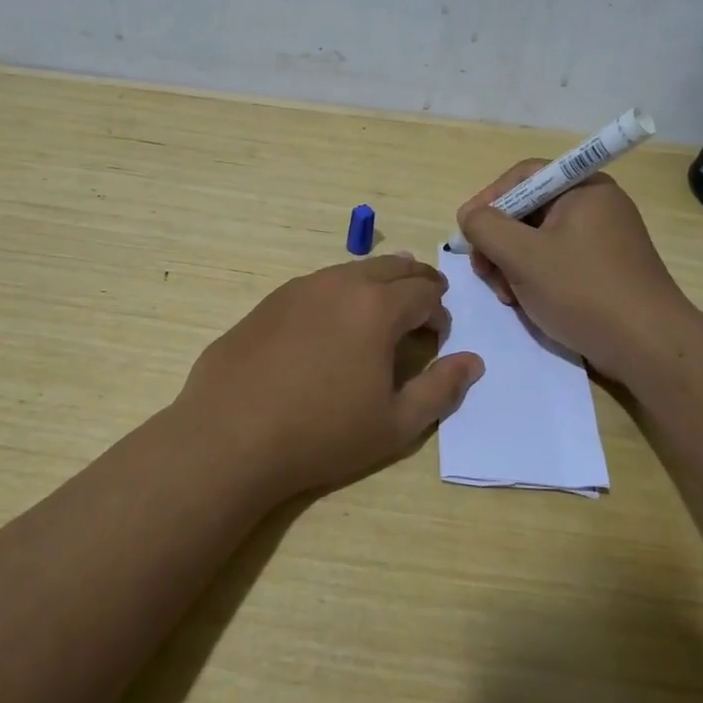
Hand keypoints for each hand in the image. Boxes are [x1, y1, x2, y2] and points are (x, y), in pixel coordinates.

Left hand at [176, 254, 485, 499]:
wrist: (230, 436)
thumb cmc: (321, 434)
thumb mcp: (395, 424)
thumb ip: (441, 389)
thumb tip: (472, 362)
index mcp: (377, 306)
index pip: (425, 291)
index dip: (440, 312)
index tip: (437, 337)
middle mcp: (340, 284)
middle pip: (391, 267)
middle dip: (415, 283)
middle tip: (422, 307)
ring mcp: (299, 288)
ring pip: (351, 271)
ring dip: (376, 285)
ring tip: (380, 310)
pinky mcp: (269, 302)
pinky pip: (318, 285)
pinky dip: (339, 294)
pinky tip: (329, 326)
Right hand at [456, 162, 697, 382]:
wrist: (649, 347)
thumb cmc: (583, 291)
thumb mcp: (522, 256)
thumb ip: (486, 227)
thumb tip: (470, 216)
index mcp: (584, 188)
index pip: (523, 177)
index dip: (488, 200)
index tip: (466, 233)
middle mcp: (596, 205)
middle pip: (528, 210)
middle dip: (499, 242)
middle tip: (484, 273)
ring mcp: (604, 239)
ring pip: (539, 240)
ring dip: (513, 265)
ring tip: (508, 297)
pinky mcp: (605, 269)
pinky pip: (558, 261)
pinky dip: (536, 278)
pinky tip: (528, 304)